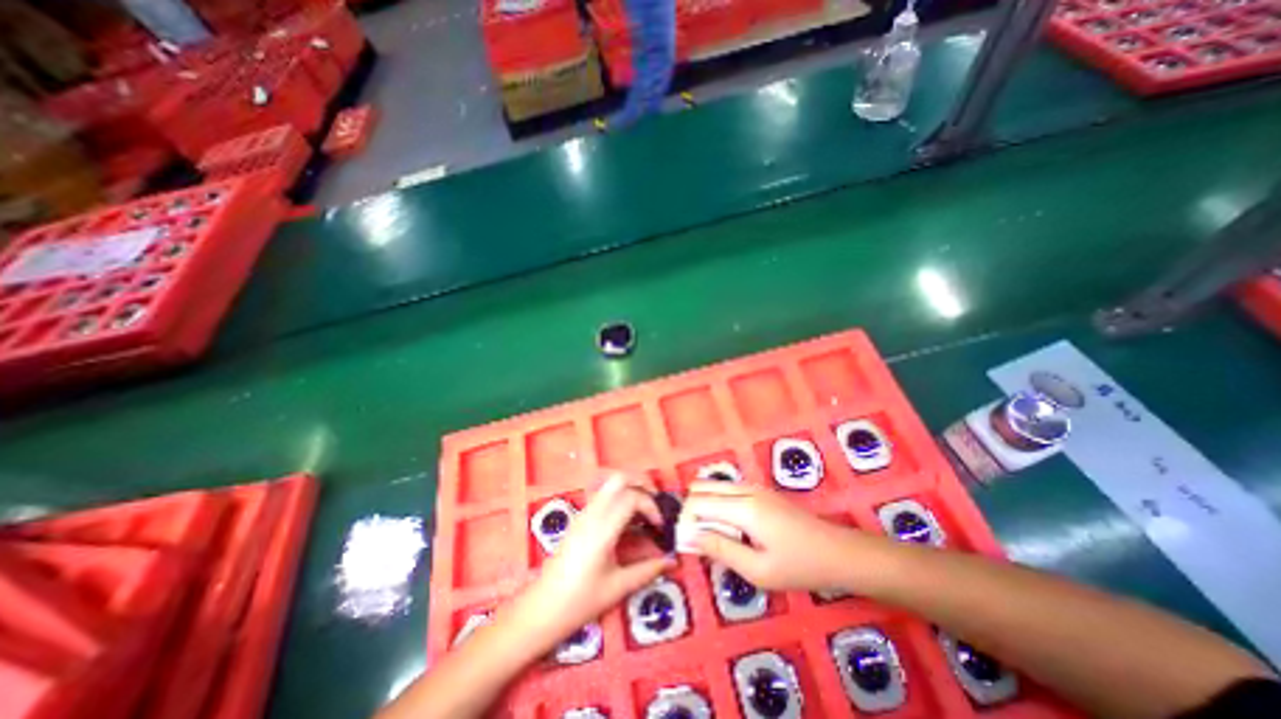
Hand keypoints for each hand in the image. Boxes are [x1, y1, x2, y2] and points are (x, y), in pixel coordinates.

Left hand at [522, 472, 680, 641]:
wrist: (541, 609)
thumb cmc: (580, 601)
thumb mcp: (618, 588)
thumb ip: (648, 570)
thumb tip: (673, 561)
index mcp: (602, 529)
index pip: (631, 497)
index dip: (651, 506)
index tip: (660, 526)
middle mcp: (592, 513)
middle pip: (619, 478)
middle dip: (642, 483)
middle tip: (656, 502)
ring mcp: (584, 513)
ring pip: (610, 484)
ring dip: (631, 489)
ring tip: (644, 512)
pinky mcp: (580, 518)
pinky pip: (603, 496)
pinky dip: (620, 498)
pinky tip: (627, 521)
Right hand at [679, 480, 869, 592]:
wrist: (838, 552)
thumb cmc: (799, 566)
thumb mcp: (758, 570)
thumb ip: (721, 550)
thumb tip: (690, 537)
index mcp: (743, 507)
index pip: (698, 502)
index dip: (686, 521)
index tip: (688, 545)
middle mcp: (745, 489)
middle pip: (702, 487)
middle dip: (692, 510)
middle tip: (698, 540)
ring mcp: (753, 487)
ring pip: (714, 486)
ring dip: (704, 506)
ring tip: (712, 536)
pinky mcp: (760, 491)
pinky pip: (727, 490)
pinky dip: (717, 504)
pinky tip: (728, 528)